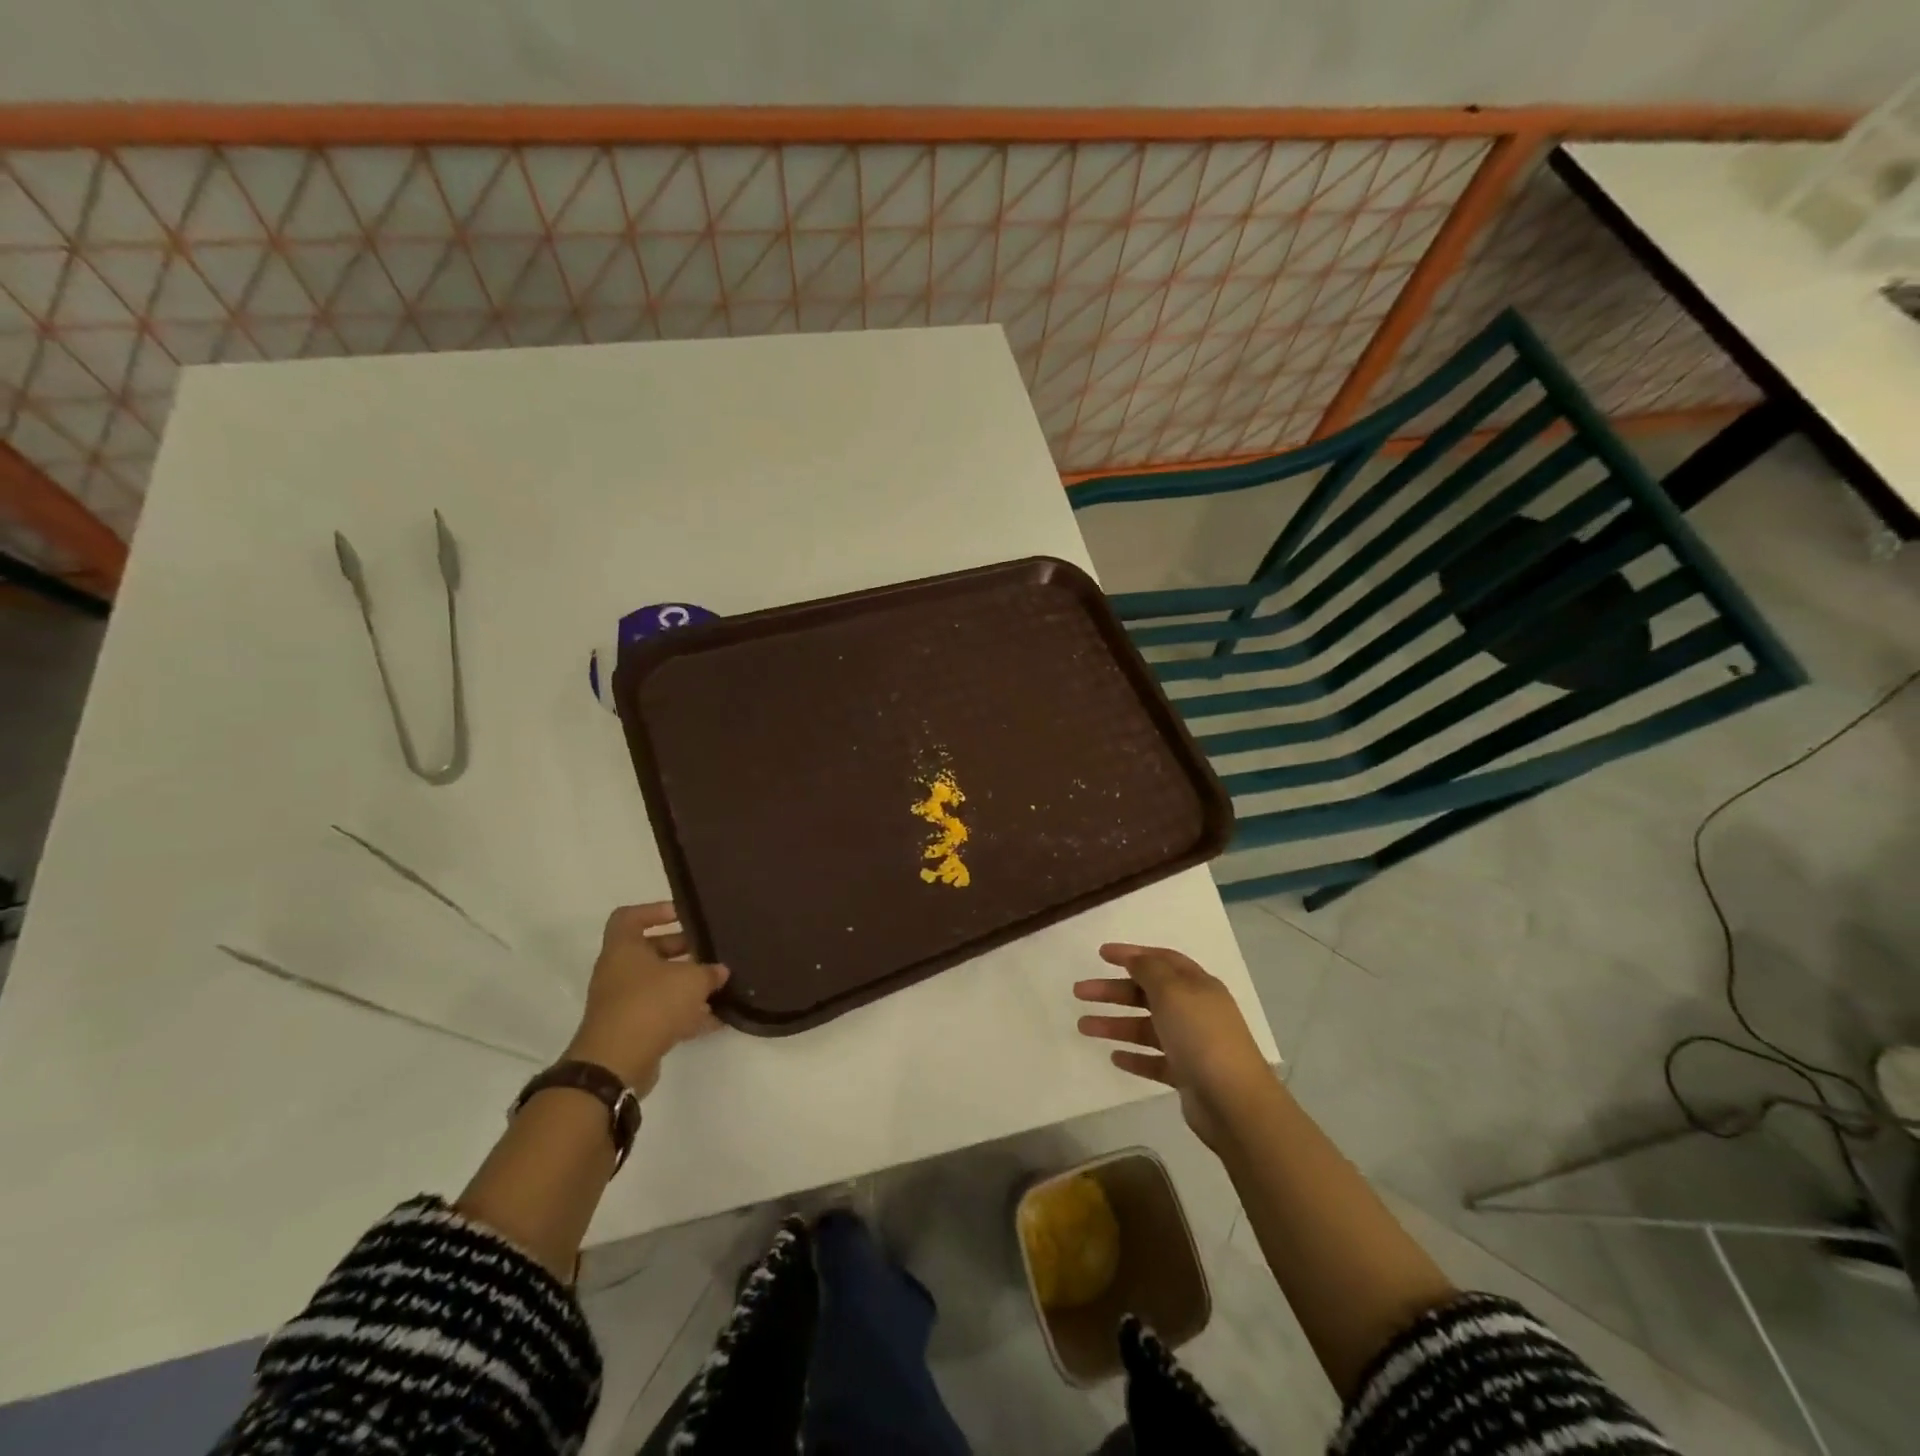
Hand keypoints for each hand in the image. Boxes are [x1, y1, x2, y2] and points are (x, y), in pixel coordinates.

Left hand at [564, 903, 728, 1095]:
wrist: (615, 1064)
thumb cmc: (650, 1004)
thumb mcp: (690, 980)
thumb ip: (709, 972)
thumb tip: (720, 971)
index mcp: (623, 949)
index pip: (629, 917)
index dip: (655, 911)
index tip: (682, 916)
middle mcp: (618, 972)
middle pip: (650, 951)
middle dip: (683, 950)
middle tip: (710, 952)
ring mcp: (623, 1003)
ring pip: (658, 985)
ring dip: (687, 985)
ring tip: (719, 986)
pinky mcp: (632, 1031)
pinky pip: (662, 1014)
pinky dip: (686, 1014)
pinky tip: (716, 1019)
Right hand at [1075, 943, 1276, 1149]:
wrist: (1233, 1102)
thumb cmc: (1201, 1036)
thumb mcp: (1172, 992)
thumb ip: (1149, 971)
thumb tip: (1135, 959)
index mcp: (1197, 985)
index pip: (1161, 960)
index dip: (1132, 954)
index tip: (1101, 954)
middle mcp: (1195, 1011)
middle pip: (1148, 993)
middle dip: (1113, 991)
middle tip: (1080, 992)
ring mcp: (1192, 1044)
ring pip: (1146, 1027)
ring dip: (1115, 1024)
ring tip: (1082, 1027)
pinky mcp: (1186, 1075)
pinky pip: (1154, 1060)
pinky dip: (1135, 1056)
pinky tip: (1114, 1057)